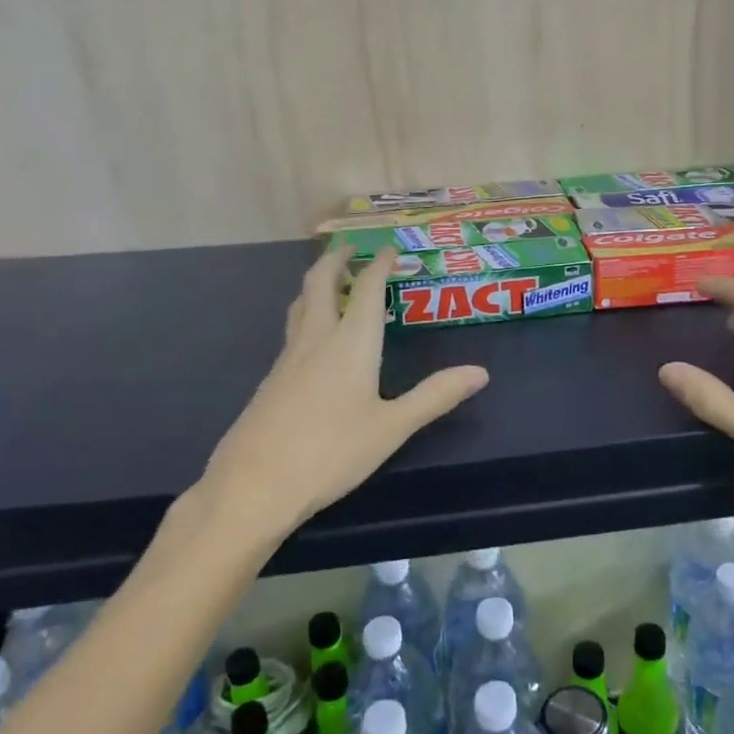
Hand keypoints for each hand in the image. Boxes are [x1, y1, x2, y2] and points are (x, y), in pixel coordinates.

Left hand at [160, 247, 488, 556]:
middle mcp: (316, 339)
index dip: (379, 265)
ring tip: (331, 282)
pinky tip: (313, 339)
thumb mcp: (391, 427)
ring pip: (300, 305)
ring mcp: (287, 359)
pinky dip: (306, 314)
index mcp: (350, 343)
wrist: (253, 485)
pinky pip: (292, 331)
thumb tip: (481, 372)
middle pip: (320, 283)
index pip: (367, 290)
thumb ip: (435, 396)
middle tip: (351, 248)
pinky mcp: (271, 380)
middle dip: (336, 260)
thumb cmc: (330, 452)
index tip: (389, 249)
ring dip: (317, 284)